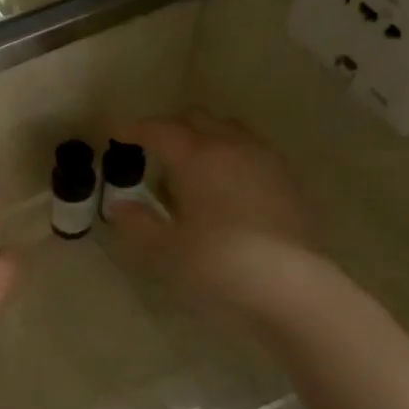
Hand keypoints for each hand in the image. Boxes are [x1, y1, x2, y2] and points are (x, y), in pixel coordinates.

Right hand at [107, 113, 316, 308]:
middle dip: (172, 127)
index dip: (135, 129)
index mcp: (197, 157)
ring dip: (206, 139)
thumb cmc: (218, 265)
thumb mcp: (165, 250)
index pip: (160, 130)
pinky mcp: (289, 183)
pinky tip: (225, 187)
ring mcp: (266, 163)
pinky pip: (253, 153)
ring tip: (191, 168)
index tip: (117, 133)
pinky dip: (232, 157)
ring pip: (230, 131)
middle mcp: (233, 148)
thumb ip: (138, 223)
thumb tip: (120, 206)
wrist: (292, 289)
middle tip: (153, 149)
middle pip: (198, 119)